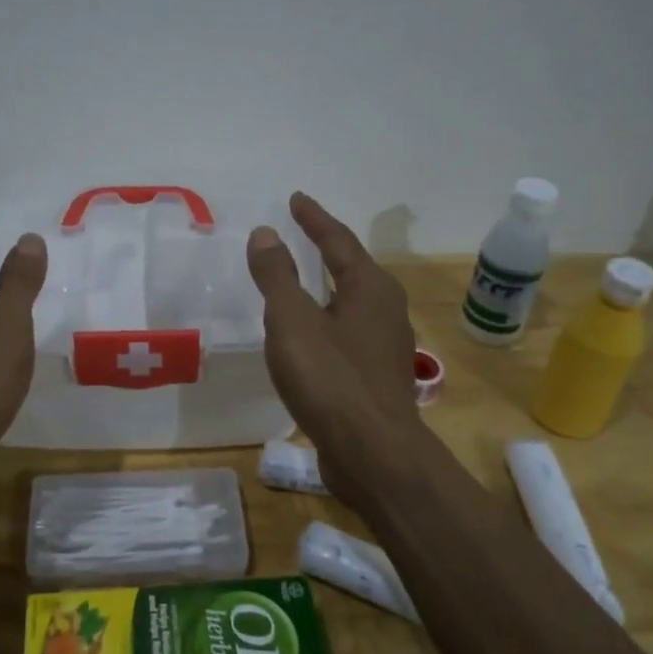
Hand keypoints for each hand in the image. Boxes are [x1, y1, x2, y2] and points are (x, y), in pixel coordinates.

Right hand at [246, 192, 422, 498]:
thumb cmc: (331, 379)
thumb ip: (277, 276)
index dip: (314, 219)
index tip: (296, 199)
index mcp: (370, 288)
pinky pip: (347, 334)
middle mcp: (386, 310)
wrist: (373, 454)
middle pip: (352, 269)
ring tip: (302, 281)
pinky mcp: (377, 378)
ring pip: (352, 304)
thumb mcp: (292, 321)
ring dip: (327, 288)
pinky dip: (326, 321)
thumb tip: (266, 232)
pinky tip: (310, 337)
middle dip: (326, 250)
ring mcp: (386, 346)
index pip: (338, 240)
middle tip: (300, 233)